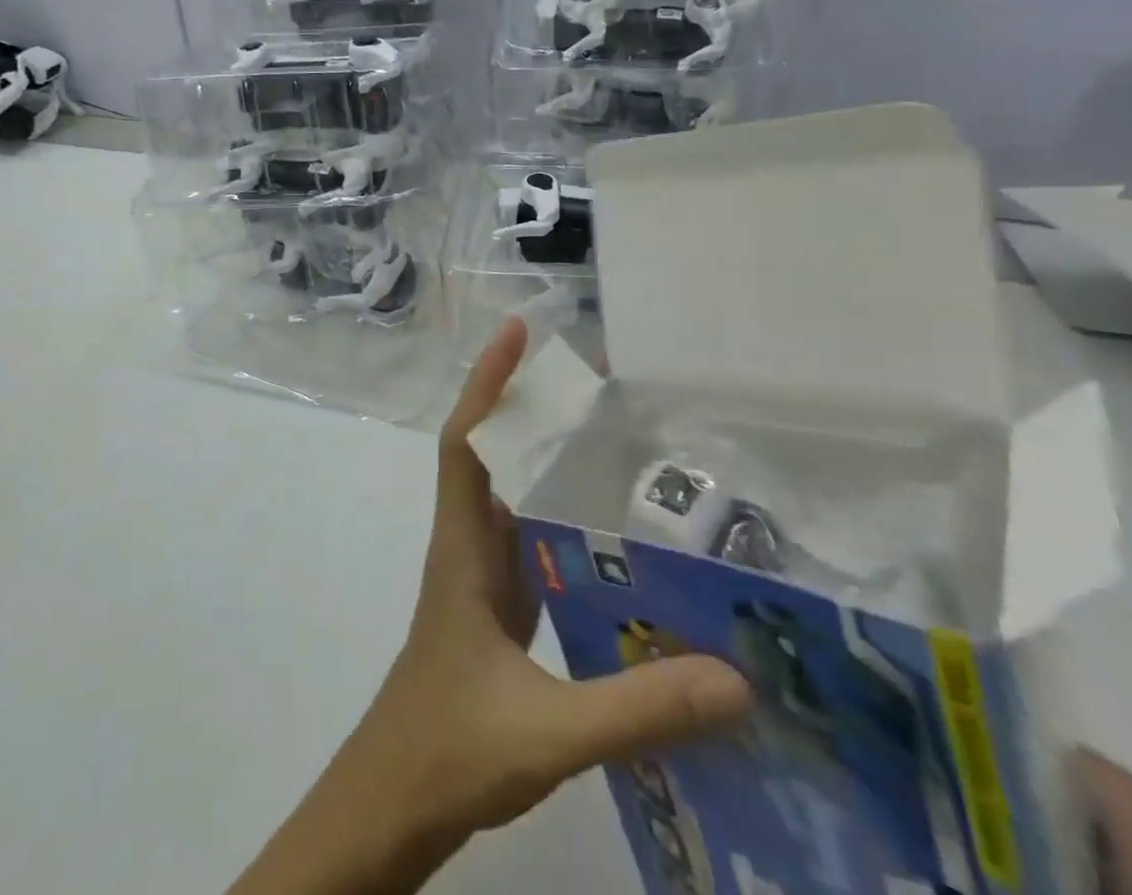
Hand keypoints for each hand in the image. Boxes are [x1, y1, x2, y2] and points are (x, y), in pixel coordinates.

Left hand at [227, 319, 750, 894]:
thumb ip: (638, 705)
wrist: (395, 799)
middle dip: (529, 406)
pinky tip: (612, 535)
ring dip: (546, 459)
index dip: (486, 382)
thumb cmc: (449, 746)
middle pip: (494, 453)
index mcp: (464, 546)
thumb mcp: (547, 728)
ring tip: (610, 435)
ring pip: (512, 495)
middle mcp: (470, 545)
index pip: (466, 440)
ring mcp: (482, 576)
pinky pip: (530, 541)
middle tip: (591, 376)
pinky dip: (561, 519)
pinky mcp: (498, 608)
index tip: (516, 331)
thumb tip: (736, 677)